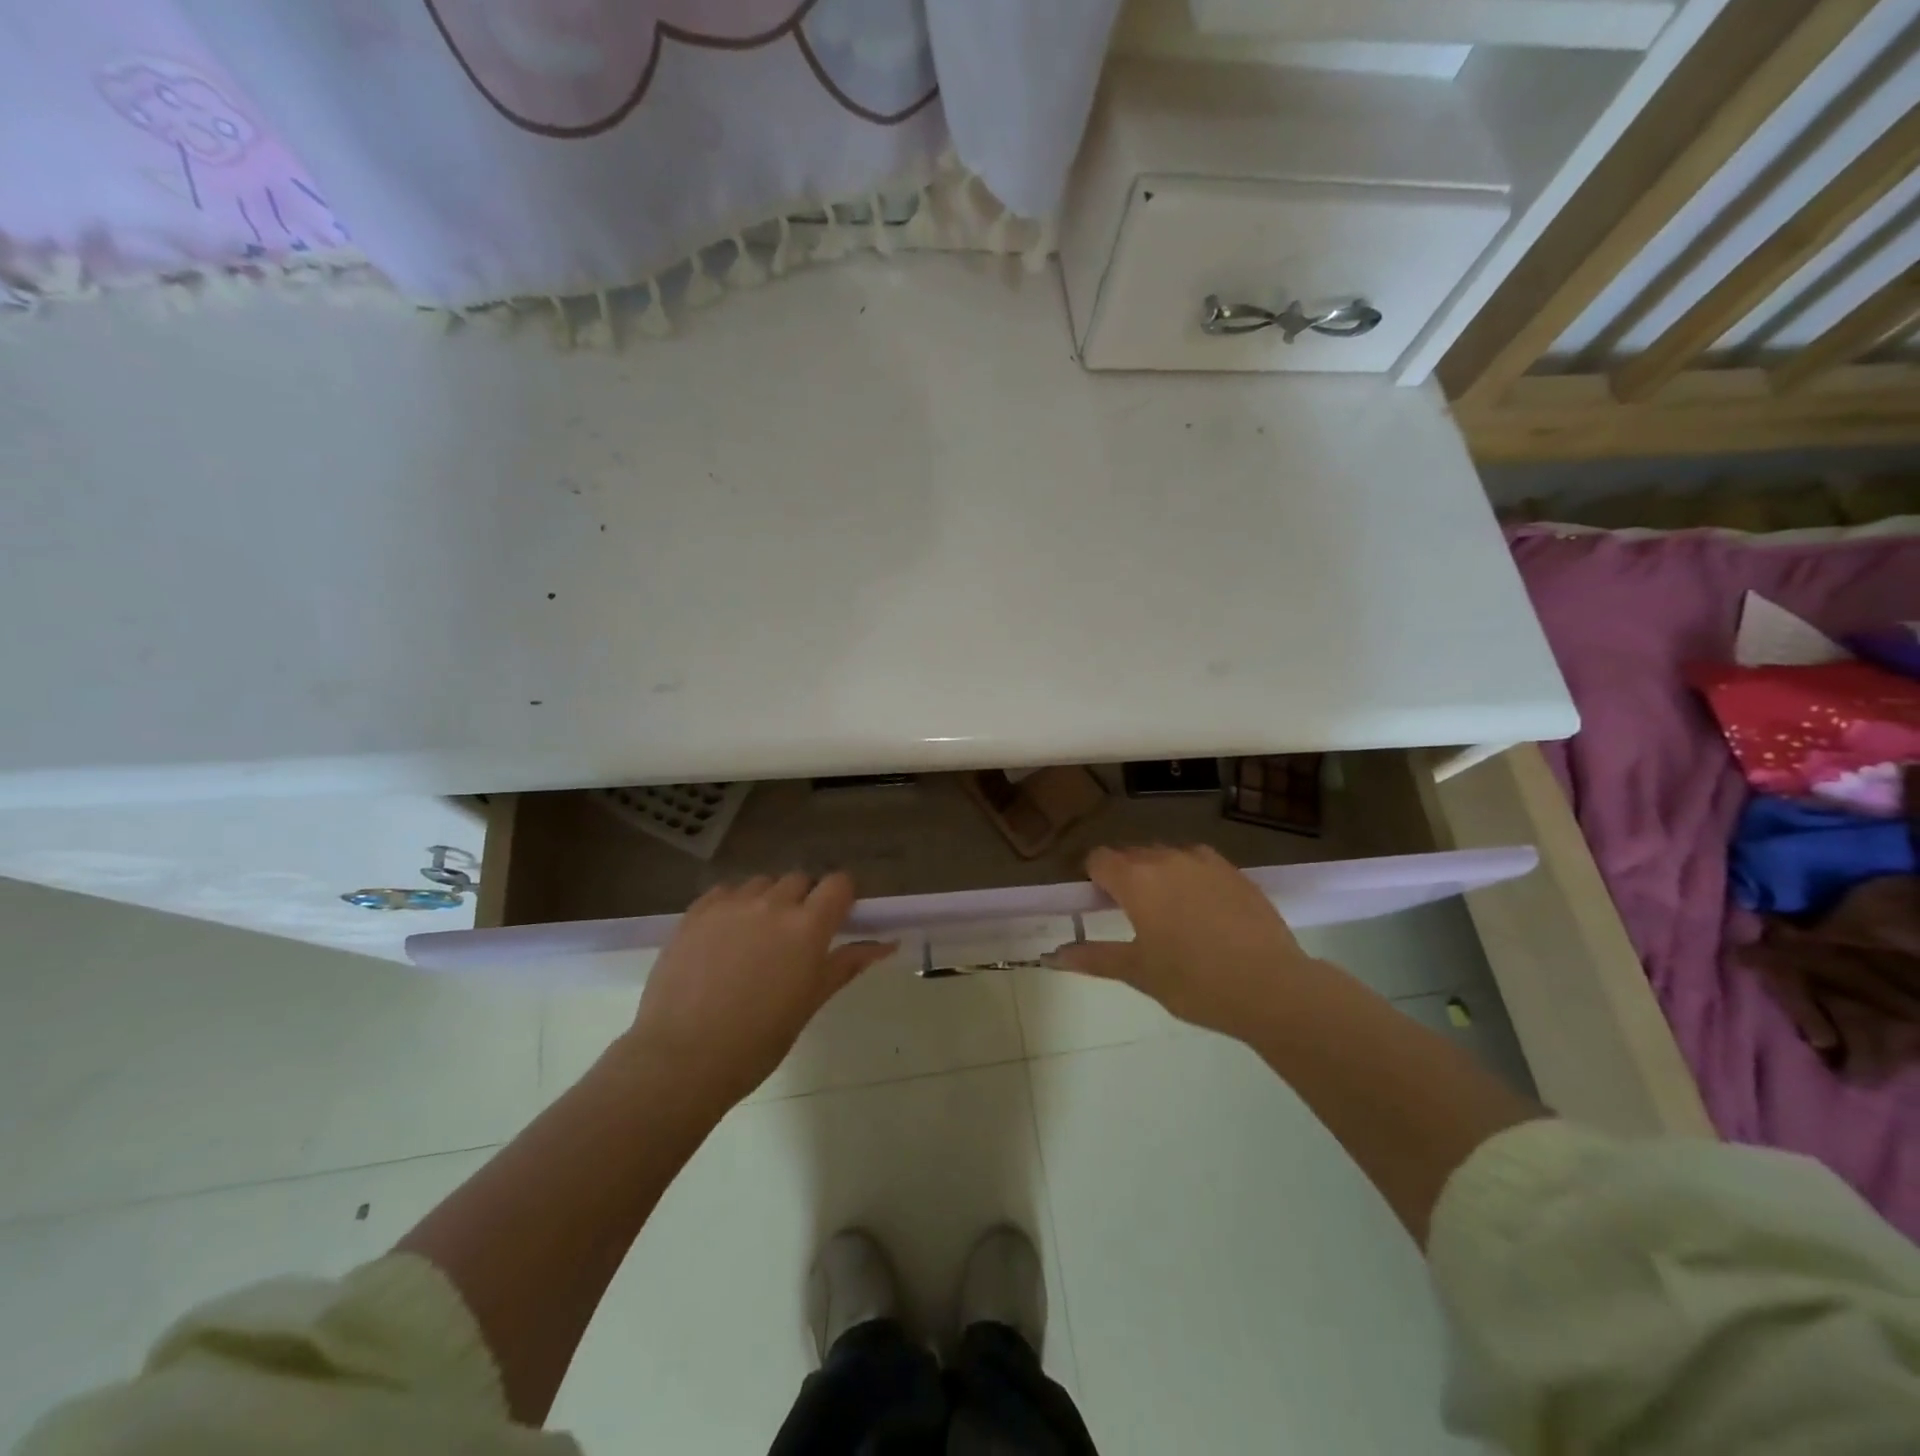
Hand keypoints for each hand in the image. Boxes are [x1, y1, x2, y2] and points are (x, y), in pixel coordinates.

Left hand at [620, 873, 894, 1108]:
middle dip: (804, 900)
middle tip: (793, 938)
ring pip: (761, 883)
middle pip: (799, 879)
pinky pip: (725, 891)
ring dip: (767, 900)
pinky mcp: (696, 912)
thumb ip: (847, 964)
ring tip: (755, 937)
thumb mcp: (810, 1003)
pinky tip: (724, 937)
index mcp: (808, 926)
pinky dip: (733, 905)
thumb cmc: (757, 1041)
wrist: (681, 1058)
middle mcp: (772, 904)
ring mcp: (731, 904)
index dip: (841, 897)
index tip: (836, 919)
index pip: (838, 883)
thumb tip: (887, 944)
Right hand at [1046, 845, 1320, 1037]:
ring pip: (1166, 856)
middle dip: (1124, 875)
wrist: (1271, 986)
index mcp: (1136, 880)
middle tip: (1132, 915)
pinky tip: (1203, 910)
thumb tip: (1053, 956)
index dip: (1093, 878)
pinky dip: (1190, 877)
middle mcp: (1166, 859)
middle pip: (1132, 854)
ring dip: (1158, 873)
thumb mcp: (1139, 972)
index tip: (1099, 904)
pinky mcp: (1234, 871)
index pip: (1099, 859)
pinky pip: (1198, 863)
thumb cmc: (1194, 982)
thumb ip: (1094, 958)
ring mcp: (1204, 862)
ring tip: (1169, 912)